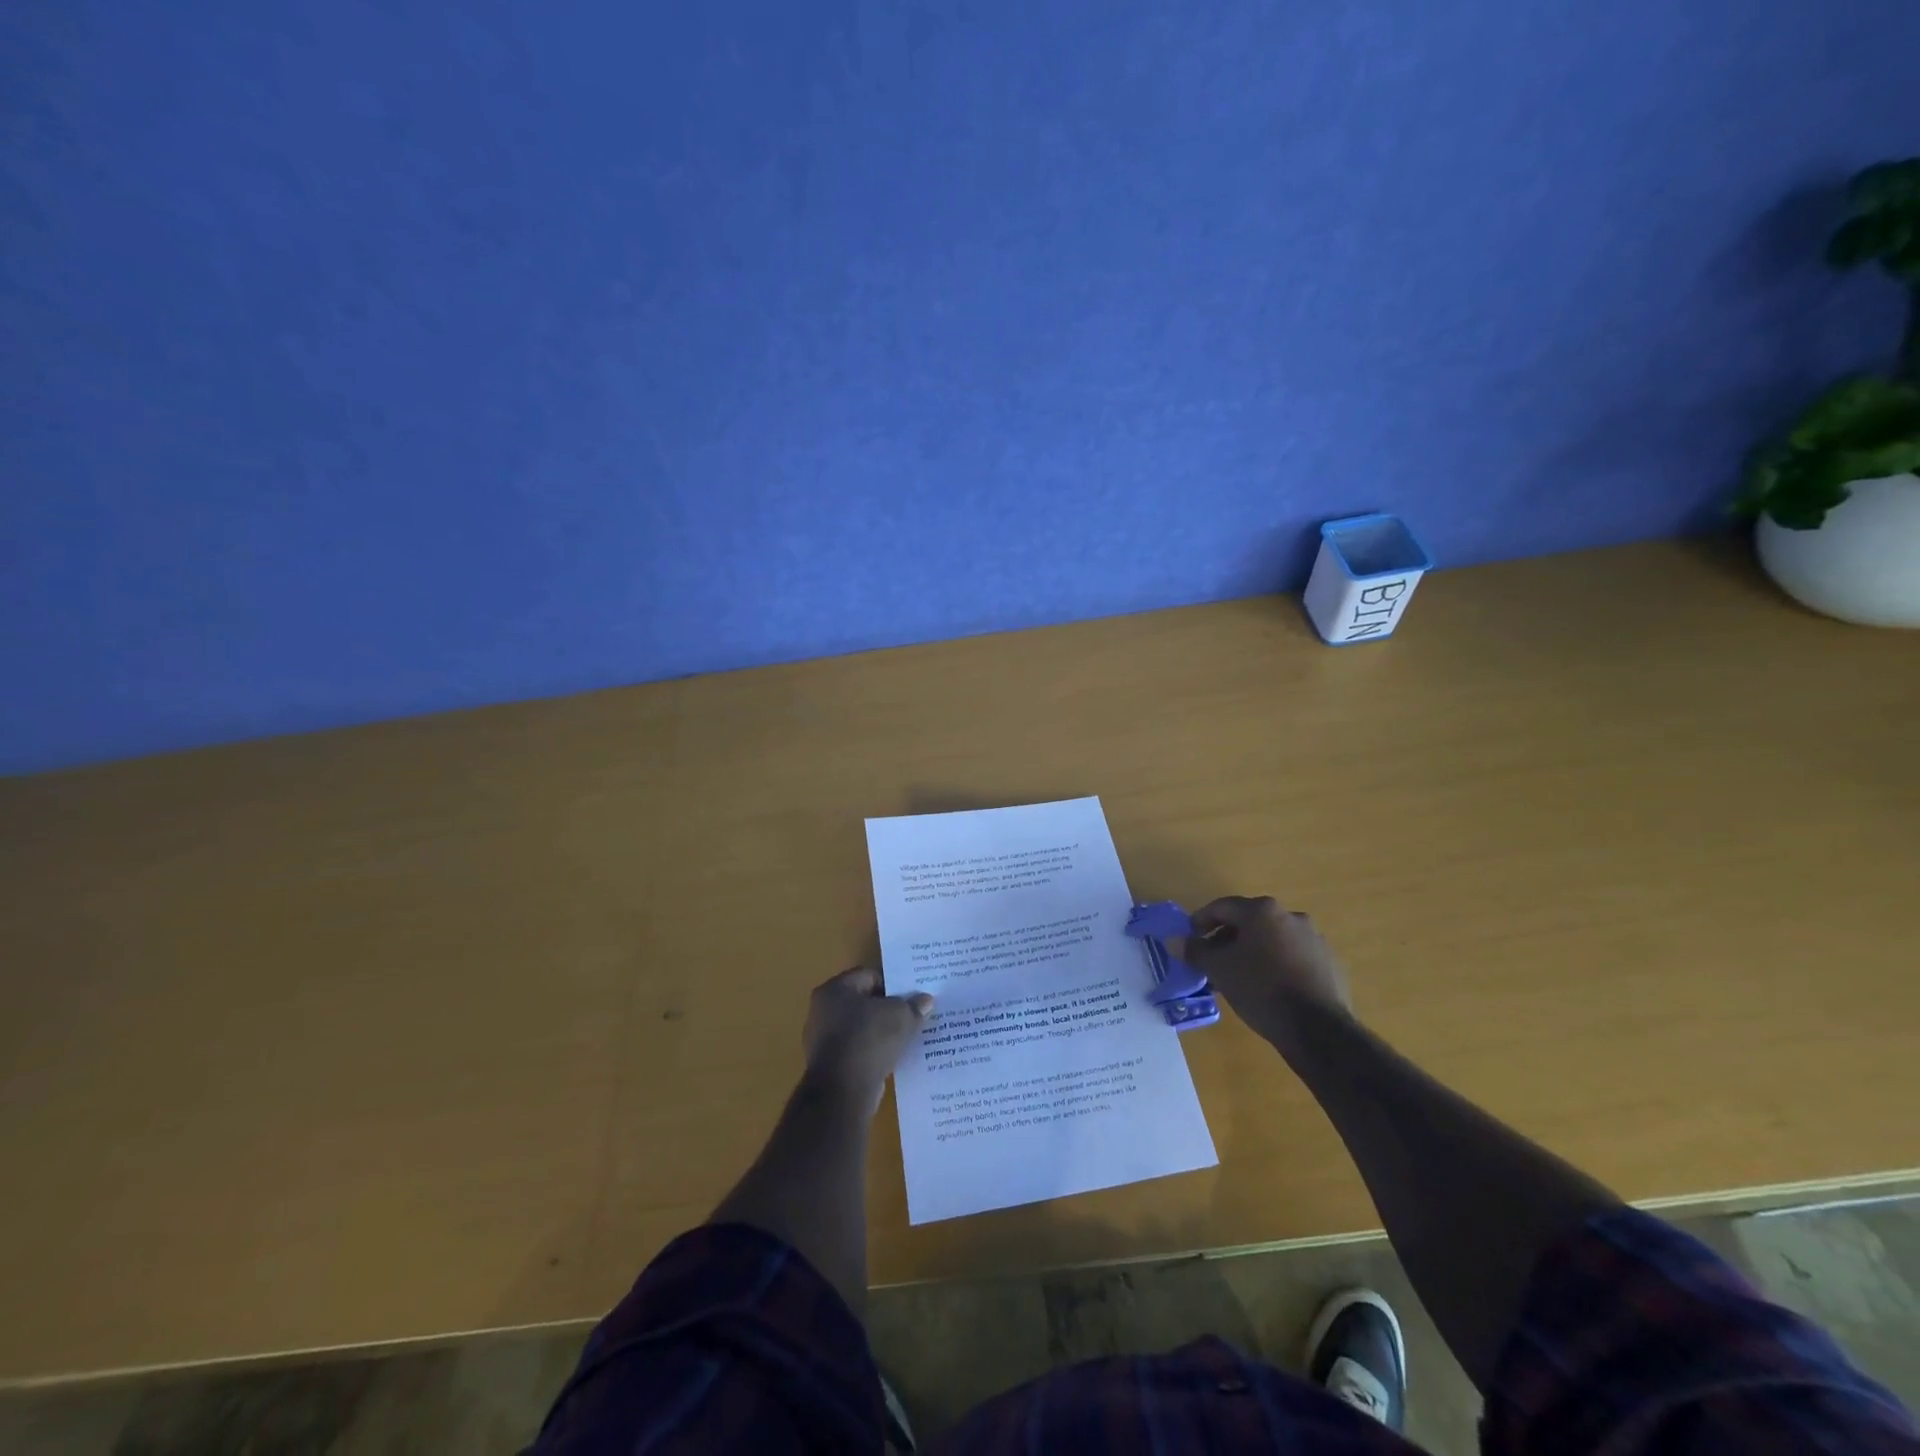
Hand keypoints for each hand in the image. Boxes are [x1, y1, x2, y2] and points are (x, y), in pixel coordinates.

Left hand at [801, 967, 933, 1111]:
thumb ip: (914, 1006)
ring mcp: (823, 1040)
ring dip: (882, 1034)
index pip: (869, 976)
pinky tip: (893, 1059)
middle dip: (888, 1009)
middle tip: (913, 1015)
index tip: (913, 995)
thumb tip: (926, 1001)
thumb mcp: (901, 1017)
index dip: (894, 984)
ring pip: (861, 1029)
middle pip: (864, 1003)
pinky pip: (858, 1052)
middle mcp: (823, 1011)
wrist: (843, 1092)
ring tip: (907, 1038)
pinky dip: (874, 1054)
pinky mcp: (830, 1066)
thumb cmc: (868, 1040)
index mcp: (835, 989)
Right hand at [1182, 896, 1352, 1047]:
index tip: (1190, 938)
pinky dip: (1276, 964)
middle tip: (1213, 959)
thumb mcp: (1218, 969)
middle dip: (1227, 938)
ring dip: (1253, 951)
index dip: (1201, 921)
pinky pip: (1293, 956)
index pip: (1222, 907)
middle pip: (1249, 921)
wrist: (1317, 1029)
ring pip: (1273, 939)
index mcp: (1262, 910)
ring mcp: (1314, 939)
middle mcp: (1291, 916)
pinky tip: (1268, 987)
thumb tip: (1182, 943)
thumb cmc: (1260, 989)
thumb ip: (1196, 951)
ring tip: (1239, 976)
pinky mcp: (1329, 963)